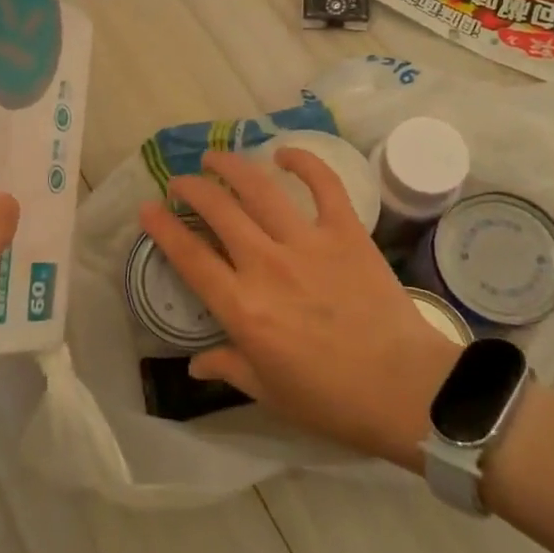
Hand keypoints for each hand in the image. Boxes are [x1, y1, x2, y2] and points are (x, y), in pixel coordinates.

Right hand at [140, 148, 460, 469]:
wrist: (405, 389)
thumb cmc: (331, 399)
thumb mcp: (269, 392)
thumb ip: (229, 367)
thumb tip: (195, 363)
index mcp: (243, 308)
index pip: (190, 257)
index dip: (162, 228)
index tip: (147, 209)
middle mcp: (267, 265)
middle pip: (218, 211)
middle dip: (192, 188)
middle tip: (181, 182)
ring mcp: (308, 243)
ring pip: (260, 189)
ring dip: (232, 167)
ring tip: (216, 158)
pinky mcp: (346, 232)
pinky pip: (323, 185)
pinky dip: (304, 162)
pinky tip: (284, 153)